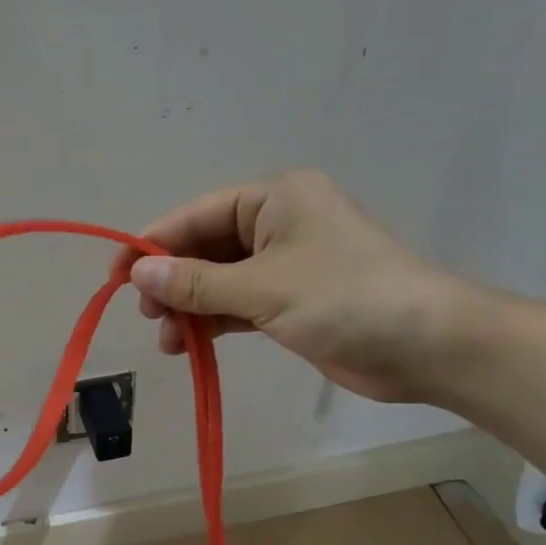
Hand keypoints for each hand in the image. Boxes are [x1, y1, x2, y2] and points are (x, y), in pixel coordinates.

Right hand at [128, 169, 480, 402]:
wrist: (428, 345)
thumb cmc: (346, 298)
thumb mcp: (263, 288)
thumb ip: (197, 283)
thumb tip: (137, 275)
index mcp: (274, 199)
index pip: (196, 215)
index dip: (153, 245)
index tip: (116, 278)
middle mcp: (277, 224)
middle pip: (205, 248)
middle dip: (173, 282)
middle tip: (148, 316)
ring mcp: (286, 263)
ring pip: (219, 280)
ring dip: (190, 308)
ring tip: (168, 341)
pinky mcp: (292, 300)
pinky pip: (238, 304)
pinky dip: (214, 321)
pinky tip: (191, 343)